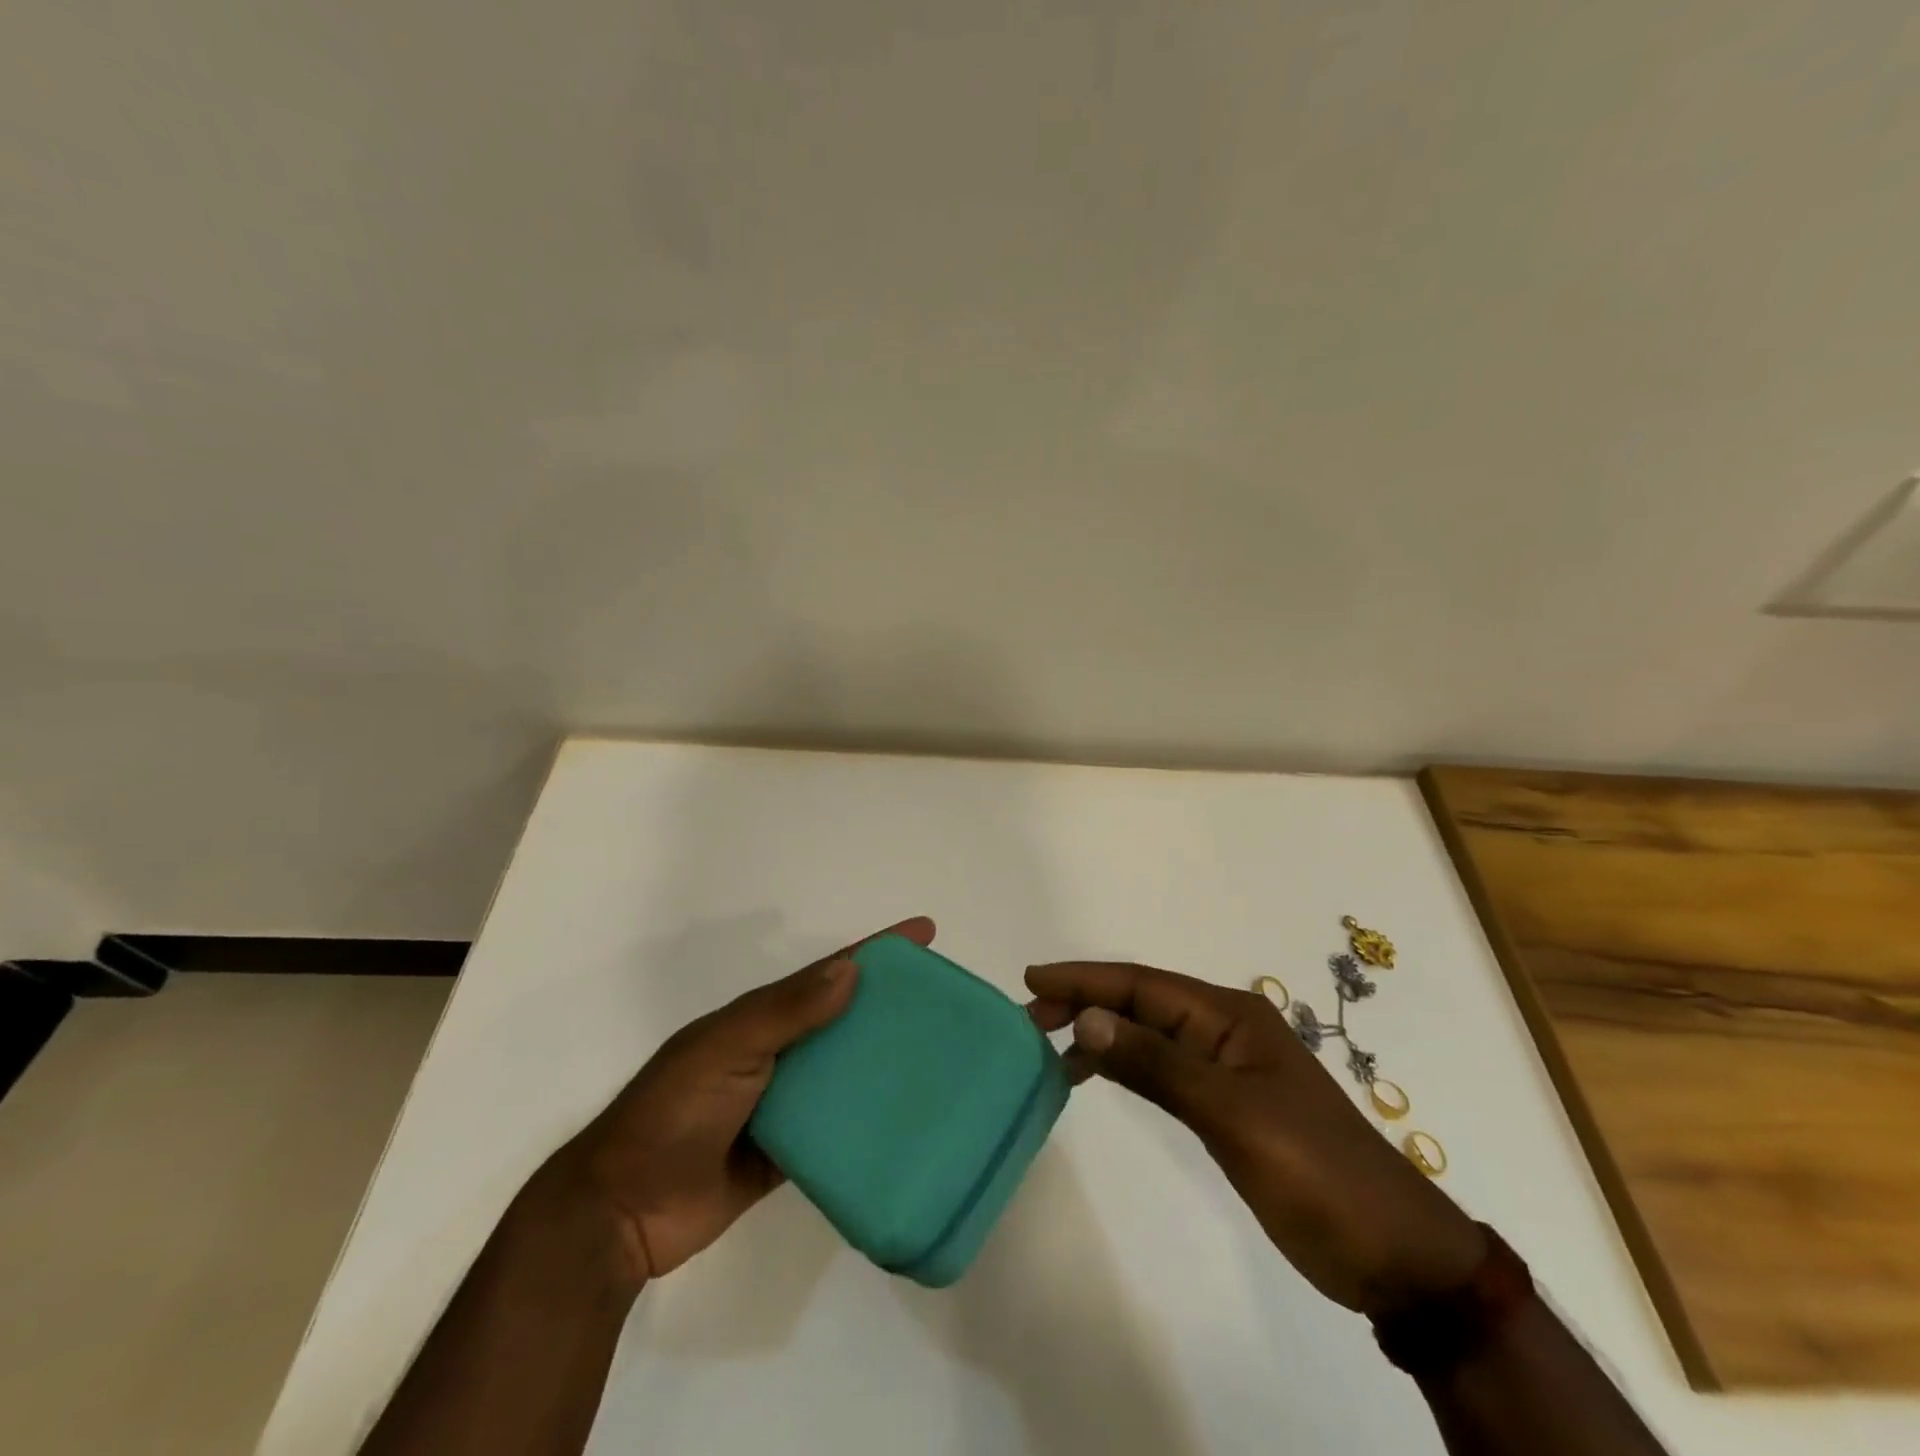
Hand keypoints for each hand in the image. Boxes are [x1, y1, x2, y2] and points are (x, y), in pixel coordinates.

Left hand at [545, 917, 935, 1287]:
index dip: (876, 951)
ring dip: (884, 1063)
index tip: (925, 935)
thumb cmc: (673, 1113)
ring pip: (845, 1072)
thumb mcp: (726, 1049)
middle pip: (844, 1018)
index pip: (829, 973)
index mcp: (761, 1018)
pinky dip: (867, 1122)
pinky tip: (906, 1123)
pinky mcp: (786, 1153)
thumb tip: (852, 970)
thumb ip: (785, 1012)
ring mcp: (782, 1103)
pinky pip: (837, 1129)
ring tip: (940, 1062)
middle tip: (947, 1005)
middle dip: (890, 1005)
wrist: (622, 1212)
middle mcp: (777, 1052)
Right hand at [1026, 960, 1485, 1316]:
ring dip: (1101, 1031)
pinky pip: (1161, 1066)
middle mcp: (1225, 1029)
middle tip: (1031, 1017)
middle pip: (1142, 1002)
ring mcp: (1226, 1067)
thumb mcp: (1231, 1115)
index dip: (1086, 979)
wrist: (1394, 1253)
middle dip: (1086, 1001)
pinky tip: (1097, 1073)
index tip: (1033, 979)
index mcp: (1230, 1016)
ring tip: (1050, 1044)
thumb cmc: (1315, 1172)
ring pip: (1148, 1033)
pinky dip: (1124, 1063)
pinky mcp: (1226, 1103)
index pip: (1142, 985)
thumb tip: (1088, 1017)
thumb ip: (1156, 1064)